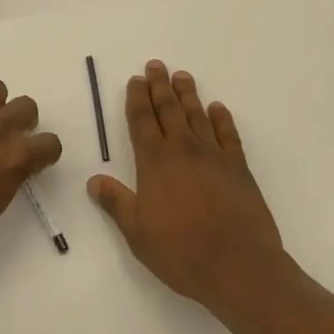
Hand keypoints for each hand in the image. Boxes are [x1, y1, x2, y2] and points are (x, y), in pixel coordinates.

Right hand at [87, 61, 287, 317]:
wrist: (240, 267)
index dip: (137, 98)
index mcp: (155, 162)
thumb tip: (93, 180)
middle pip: (169, 109)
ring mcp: (214, 156)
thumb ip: (116, 202)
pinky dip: (222, 119)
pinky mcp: (239, 169)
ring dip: (188, 94)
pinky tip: (218, 108)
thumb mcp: (137, 232)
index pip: (142, 120)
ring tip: (182, 76)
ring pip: (197, 116)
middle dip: (159, 86)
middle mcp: (183, 150)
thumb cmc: (181, 252)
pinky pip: (228, 135)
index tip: (135, 79)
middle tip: (156, 65)